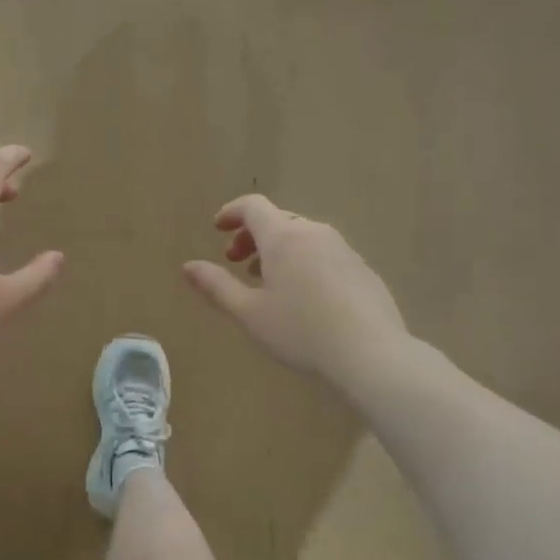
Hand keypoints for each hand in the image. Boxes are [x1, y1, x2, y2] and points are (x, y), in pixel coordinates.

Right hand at [182, 195, 407, 383]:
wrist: (371, 353)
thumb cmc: (300, 331)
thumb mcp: (249, 313)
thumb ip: (216, 285)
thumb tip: (188, 266)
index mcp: (283, 237)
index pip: (253, 206)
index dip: (231, 212)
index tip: (217, 229)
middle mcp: (314, 233)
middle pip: (277, 220)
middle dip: (252, 236)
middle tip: (236, 262)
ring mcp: (343, 249)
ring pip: (302, 237)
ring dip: (278, 250)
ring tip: (268, 283)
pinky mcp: (362, 269)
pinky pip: (324, 253)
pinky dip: (304, 262)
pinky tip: (304, 298)